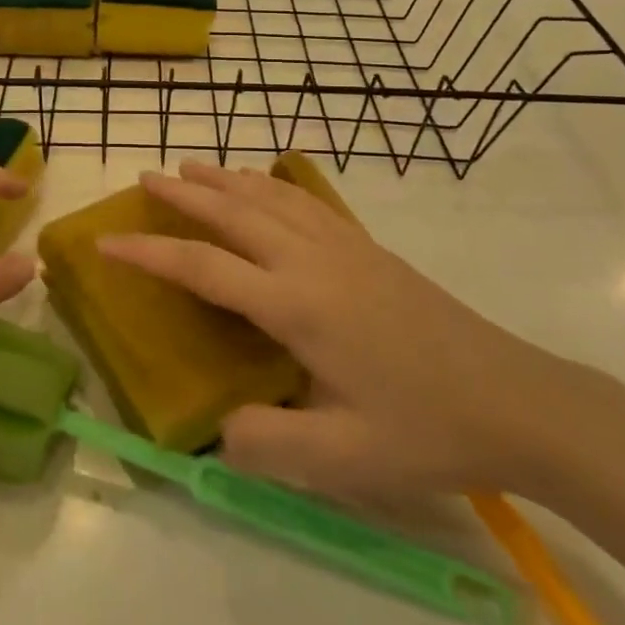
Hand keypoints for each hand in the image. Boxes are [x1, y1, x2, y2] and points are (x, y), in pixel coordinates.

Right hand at [100, 163, 582, 518]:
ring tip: (191, 165)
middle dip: (184, 192)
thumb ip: (265, 445)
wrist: (516, 400)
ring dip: (225, 177)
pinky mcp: (368, 249)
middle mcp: (313, 260)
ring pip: (269, 196)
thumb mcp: (340, 459)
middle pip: (234, 211)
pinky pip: (304, 202)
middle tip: (145, 176)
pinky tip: (264, 183)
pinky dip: (269, 185)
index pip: (204, 267)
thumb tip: (216, 427)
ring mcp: (344, 247)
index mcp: (297, 304)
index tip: (108, 241)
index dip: (150, 252)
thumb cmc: (426, 429)